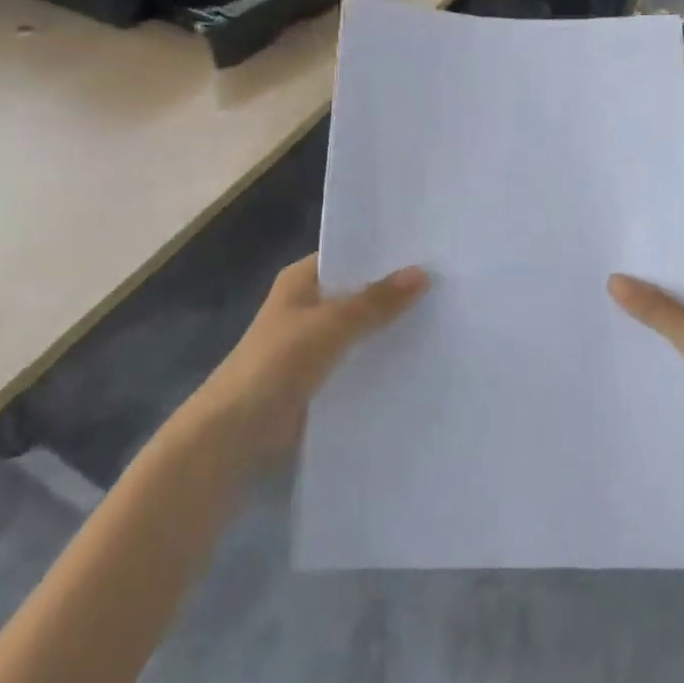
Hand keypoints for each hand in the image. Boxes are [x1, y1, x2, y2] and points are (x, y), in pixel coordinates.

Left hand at [196, 255, 427, 454]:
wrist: (236, 431)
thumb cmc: (277, 363)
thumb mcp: (330, 325)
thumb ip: (375, 301)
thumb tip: (421, 272)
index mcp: (301, 280)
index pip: (348, 255)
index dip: (384, 254)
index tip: (429, 251)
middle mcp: (307, 305)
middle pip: (357, 291)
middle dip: (393, 291)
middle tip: (447, 286)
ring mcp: (312, 342)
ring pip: (359, 327)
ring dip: (389, 326)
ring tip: (444, 318)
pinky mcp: (319, 376)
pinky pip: (356, 358)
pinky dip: (379, 357)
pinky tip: (418, 358)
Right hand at [608, 272, 683, 467]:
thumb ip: (656, 310)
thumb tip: (613, 279)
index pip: (682, 272)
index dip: (648, 271)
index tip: (608, 269)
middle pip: (680, 301)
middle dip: (647, 303)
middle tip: (598, 297)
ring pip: (682, 332)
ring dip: (656, 333)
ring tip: (605, 325)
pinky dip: (667, 359)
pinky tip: (632, 361)